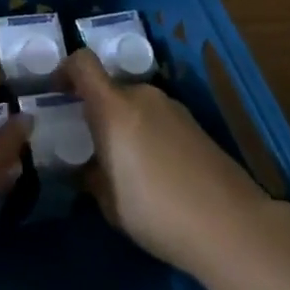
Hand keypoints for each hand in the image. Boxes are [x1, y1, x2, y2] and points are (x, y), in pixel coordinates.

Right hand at [66, 48, 267, 275]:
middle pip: (111, 89)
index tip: (56, 92)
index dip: (65, 70)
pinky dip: (149, 135)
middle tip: (92, 145)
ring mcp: (174, 109)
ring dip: (125, 124)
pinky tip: (157, 173)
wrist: (233, 226)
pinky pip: (159, 120)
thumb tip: (86, 167)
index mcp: (114, 108)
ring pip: (136, 106)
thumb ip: (91, 175)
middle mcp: (143, 97)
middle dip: (97, 110)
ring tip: (126, 165)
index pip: (83, 63)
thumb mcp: (109, 201)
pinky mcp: (197, 126)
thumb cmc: (157, 211)